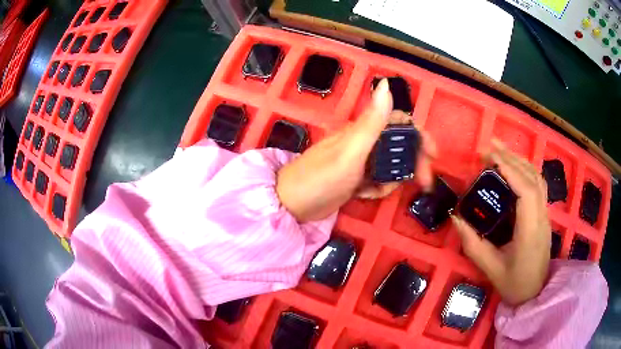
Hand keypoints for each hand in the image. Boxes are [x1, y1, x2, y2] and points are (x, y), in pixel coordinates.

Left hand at [276, 79, 436, 221]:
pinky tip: (364, 195)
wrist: (292, 206)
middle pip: (399, 146)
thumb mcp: (350, 152)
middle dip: (413, 163)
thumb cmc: (320, 178)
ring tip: (375, 190)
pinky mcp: (356, 178)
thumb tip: (386, 84)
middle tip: (422, 182)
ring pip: (391, 166)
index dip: (419, 134)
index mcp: (363, 131)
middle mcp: (364, 142)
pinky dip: (377, 189)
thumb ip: (372, 122)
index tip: (433, 153)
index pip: (399, 123)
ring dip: (391, 180)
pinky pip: (378, 181)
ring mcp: (360, 161)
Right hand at [451, 139, 550, 305]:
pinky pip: (537, 185)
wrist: (534, 293)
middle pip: (533, 178)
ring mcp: (545, 215)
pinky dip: (525, 170)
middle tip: (489, 148)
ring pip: (537, 178)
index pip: (526, 191)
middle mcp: (541, 218)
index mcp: (530, 232)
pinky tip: (513, 168)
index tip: (490, 158)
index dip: (510, 170)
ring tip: (499, 151)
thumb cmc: (514, 284)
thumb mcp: (490, 270)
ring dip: (520, 160)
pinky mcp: (544, 215)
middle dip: (512, 158)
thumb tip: (457, 219)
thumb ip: (473, 244)